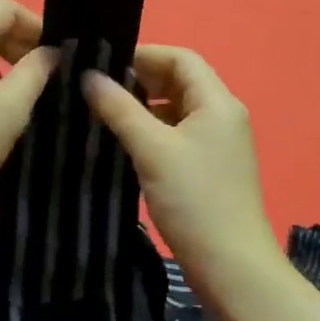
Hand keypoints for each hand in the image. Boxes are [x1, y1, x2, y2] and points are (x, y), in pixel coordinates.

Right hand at [83, 46, 283, 307]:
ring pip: (176, 110)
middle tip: (96, 89)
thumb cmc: (194, 200)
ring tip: (102, 114)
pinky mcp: (209, 168)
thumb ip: (119, 108)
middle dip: (139, 80)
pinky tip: (124, 143)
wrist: (231, 266)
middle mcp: (223, 115)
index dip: (143, 54)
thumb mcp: (152, 149)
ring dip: (143, 107)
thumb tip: (89, 75)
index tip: (102, 63)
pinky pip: (178, 135)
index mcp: (217, 102)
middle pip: (179, 82)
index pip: (181, 58)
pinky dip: (152, 132)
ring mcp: (218, 143)